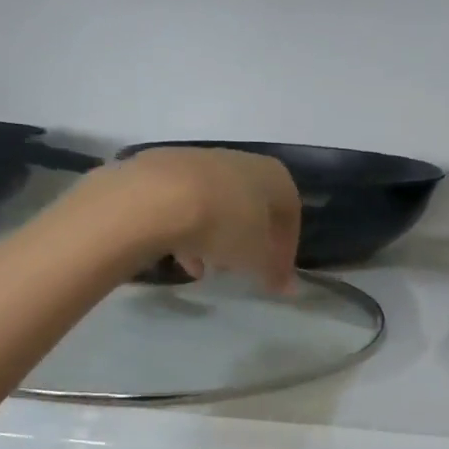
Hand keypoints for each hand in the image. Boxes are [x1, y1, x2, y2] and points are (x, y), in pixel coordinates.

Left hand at [86, 147, 301, 291]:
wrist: (157, 197)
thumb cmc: (225, 224)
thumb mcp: (256, 257)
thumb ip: (275, 272)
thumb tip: (289, 287)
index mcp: (274, 176)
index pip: (290, 214)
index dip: (286, 249)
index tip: (275, 276)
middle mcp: (242, 161)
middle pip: (252, 207)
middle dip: (249, 240)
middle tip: (241, 269)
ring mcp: (201, 160)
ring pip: (218, 204)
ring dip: (217, 237)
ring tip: (208, 267)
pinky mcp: (164, 168)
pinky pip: (186, 203)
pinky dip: (189, 229)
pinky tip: (181, 257)